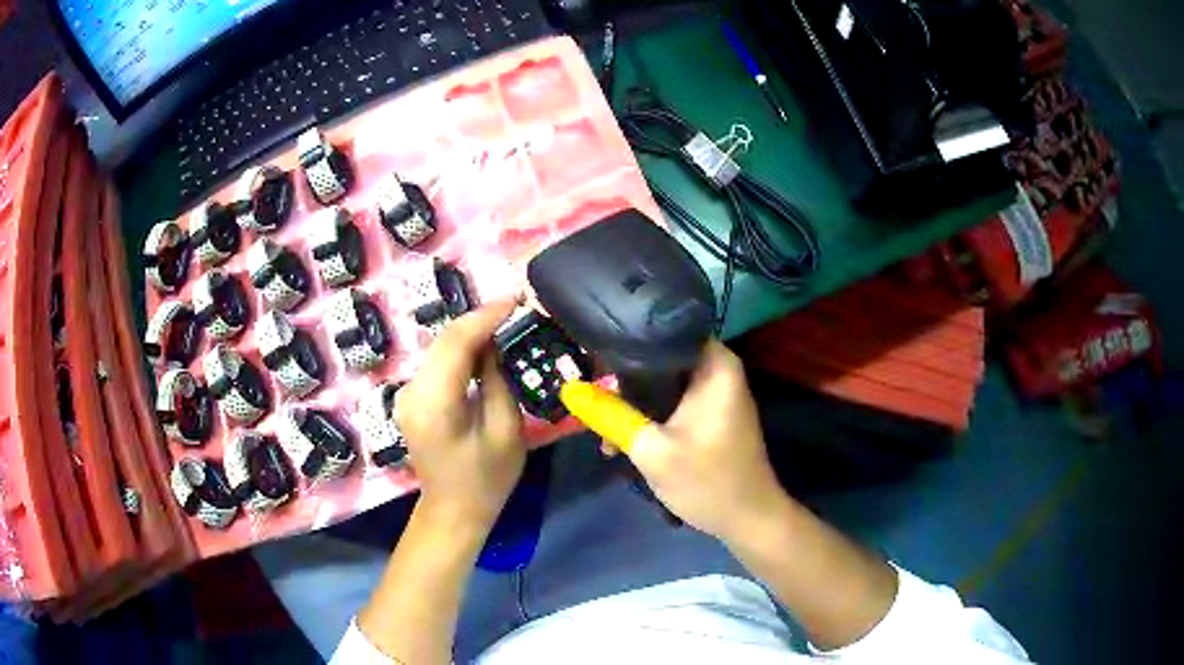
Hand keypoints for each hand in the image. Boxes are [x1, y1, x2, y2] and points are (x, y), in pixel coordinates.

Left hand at [396, 301, 524, 531]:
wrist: (453, 511)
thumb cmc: (487, 479)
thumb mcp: (506, 430)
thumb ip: (497, 379)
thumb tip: (494, 343)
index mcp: (435, 404)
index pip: (456, 343)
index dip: (486, 316)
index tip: (516, 300)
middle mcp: (411, 392)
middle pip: (444, 340)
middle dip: (480, 320)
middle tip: (515, 310)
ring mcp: (406, 394)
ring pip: (439, 348)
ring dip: (470, 334)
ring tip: (505, 325)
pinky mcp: (410, 398)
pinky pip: (436, 363)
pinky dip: (460, 351)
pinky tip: (483, 350)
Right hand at [561, 341, 787, 542]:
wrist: (747, 520)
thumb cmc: (707, 481)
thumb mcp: (651, 450)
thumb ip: (610, 415)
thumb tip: (569, 390)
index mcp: (714, 364)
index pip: (664, 329)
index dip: (625, 338)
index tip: (591, 351)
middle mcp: (717, 369)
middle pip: (660, 358)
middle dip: (623, 377)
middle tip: (587, 391)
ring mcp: (714, 393)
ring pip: (662, 383)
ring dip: (633, 402)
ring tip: (600, 423)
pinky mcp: (708, 415)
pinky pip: (671, 403)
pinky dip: (649, 416)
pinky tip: (621, 437)